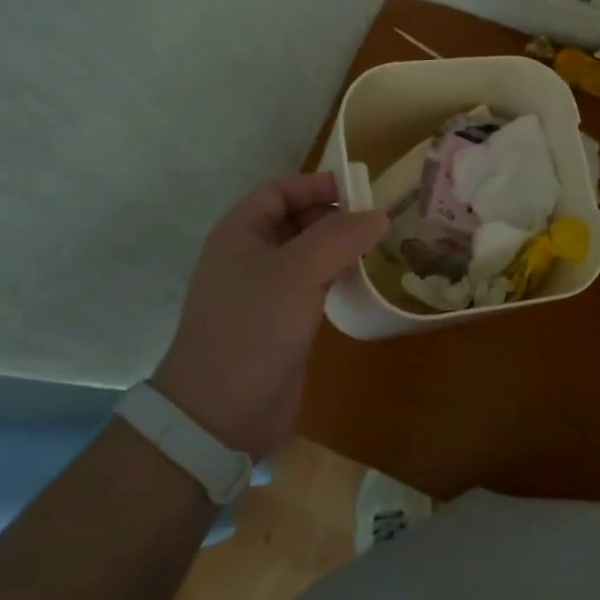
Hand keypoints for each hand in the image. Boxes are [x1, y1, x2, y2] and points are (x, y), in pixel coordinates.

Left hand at [153, 173, 387, 459]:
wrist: (220, 414)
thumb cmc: (253, 328)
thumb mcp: (297, 272)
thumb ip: (340, 237)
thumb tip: (379, 215)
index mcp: (240, 233)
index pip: (280, 191)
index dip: (317, 185)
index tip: (360, 191)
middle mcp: (249, 256)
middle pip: (295, 219)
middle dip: (333, 216)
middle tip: (377, 222)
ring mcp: (264, 291)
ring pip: (306, 254)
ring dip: (339, 248)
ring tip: (377, 248)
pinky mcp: (280, 322)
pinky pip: (312, 285)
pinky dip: (336, 277)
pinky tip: (361, 282)